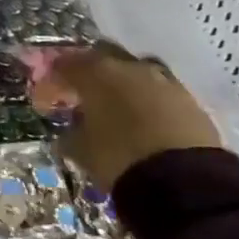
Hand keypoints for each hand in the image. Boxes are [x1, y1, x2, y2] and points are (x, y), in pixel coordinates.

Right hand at [31, 43, 219, 193]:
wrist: (185, 182)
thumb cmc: (119, 158)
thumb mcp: (81, 150)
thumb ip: (70, 132)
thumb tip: (68, 130)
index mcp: (96, 73)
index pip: (65, 64)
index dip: (53, 79)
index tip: (48, 96)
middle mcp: (130, 67)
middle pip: (103, 56)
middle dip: (90, 72)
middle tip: (83, 94)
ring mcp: (164, 81)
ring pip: (136, 72)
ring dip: (124, 84)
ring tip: (118, 108)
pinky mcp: (191, 100)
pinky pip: (161, 92)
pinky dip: (149, 101)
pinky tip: (146, 121)